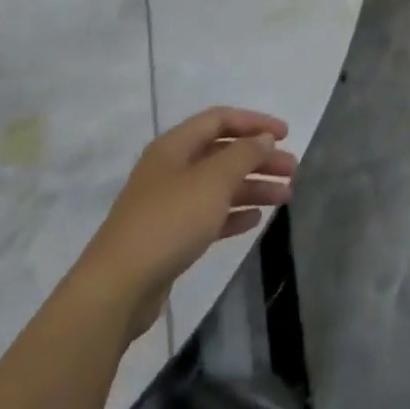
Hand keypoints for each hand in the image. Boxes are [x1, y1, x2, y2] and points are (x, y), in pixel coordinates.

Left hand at [77, 107, 296, 337]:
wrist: (117, 289)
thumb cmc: (169, 222)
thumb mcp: (213, 180)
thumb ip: (244, 154)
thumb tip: (264, 138)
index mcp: (175, 146)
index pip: (220, 119)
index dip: (255, 122)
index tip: (286, 134)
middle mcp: (171, 169)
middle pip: (223, 153)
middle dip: (259, 158)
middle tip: (292, 170)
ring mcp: (168, 204)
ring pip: (219, 186)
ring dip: (253, 187)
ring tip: (285, 197)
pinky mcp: (169, 237)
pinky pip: (209, 215)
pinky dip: (233, 213)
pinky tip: (255, 220)